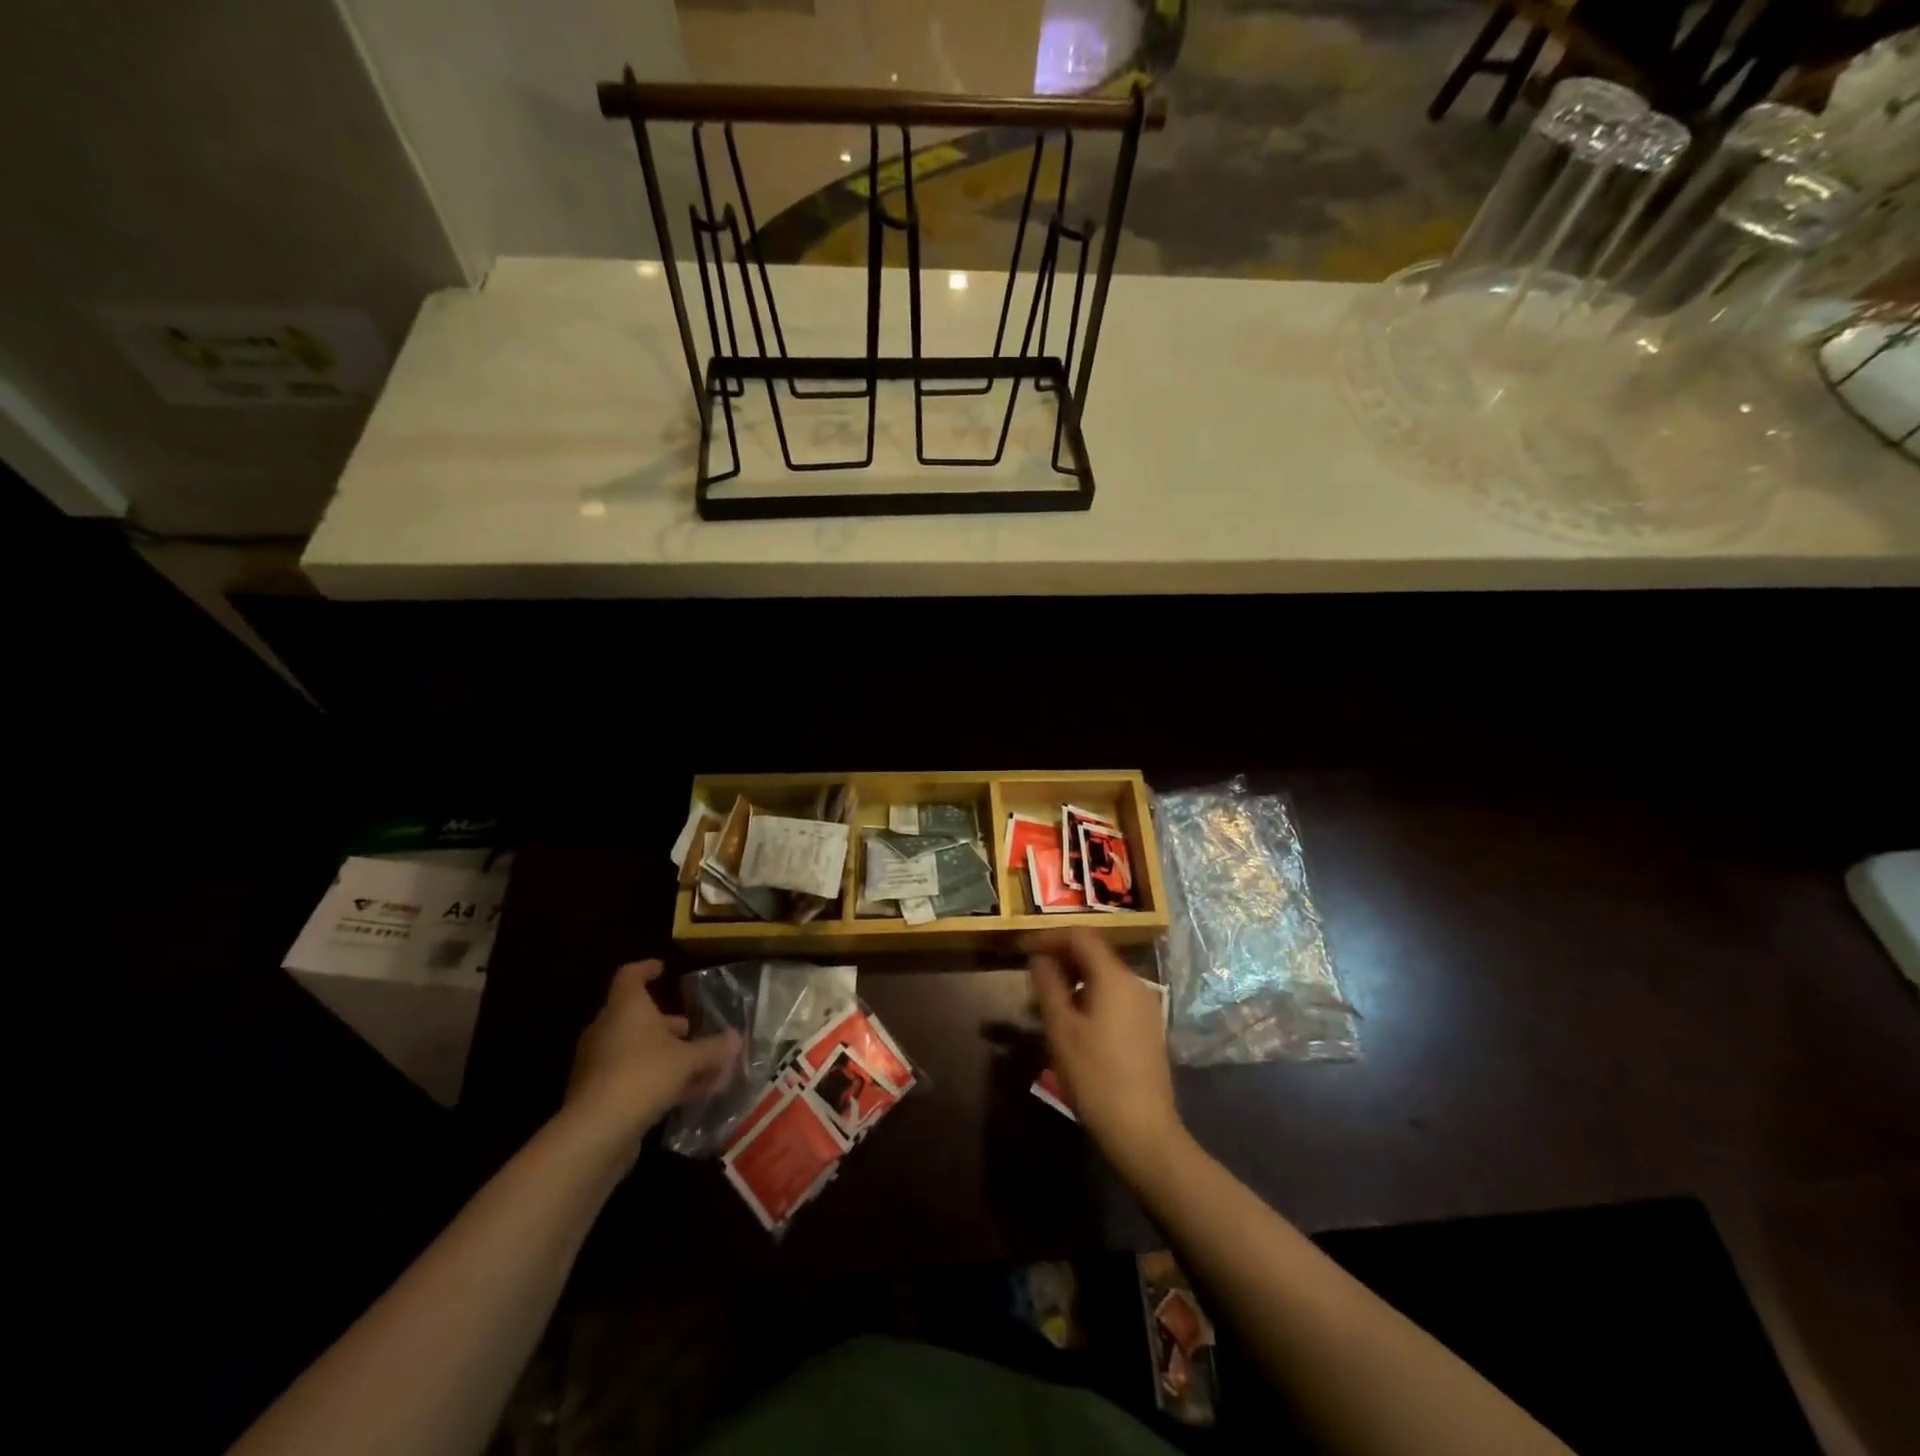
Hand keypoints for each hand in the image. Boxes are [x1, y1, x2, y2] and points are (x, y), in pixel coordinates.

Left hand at [566, 960, 739, 1152]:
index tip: (663, 969)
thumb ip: (713, 1048)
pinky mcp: (597, 1095)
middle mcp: (607, 1030)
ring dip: (665, 1055)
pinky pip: (632, 1077)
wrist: (596, 1132)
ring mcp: (598, 1063)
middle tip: (690, 1029)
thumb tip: (736, 1038)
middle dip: (665, 1024)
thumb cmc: (644, 1075)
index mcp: (625, 1008)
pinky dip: (656, 1079)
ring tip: (697, 1066)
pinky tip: (684, 1095)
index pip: (630, 976)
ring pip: (636, 1050)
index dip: (646, 969)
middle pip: (635, 1017)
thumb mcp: (688, 1059)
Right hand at [1026, 929, 1184, 1184]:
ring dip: (1074, 978)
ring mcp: (1145, 1006)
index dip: (1049, 937)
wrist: (1143, 1131)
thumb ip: (1048, 985)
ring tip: (1046, 1000)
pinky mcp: (1147, 1027)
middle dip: (1061, 957)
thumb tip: (1039, 957)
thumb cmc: (1095, 1076)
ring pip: (1104, 976)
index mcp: (1114, 977)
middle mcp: (1135, 983)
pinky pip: (1114, 996)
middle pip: (1095, 954)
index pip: (1080, 937)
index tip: (1023, 948)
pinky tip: (1072, 1021)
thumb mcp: (1061, 1028)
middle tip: (1031, 973)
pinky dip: (1090, 995)